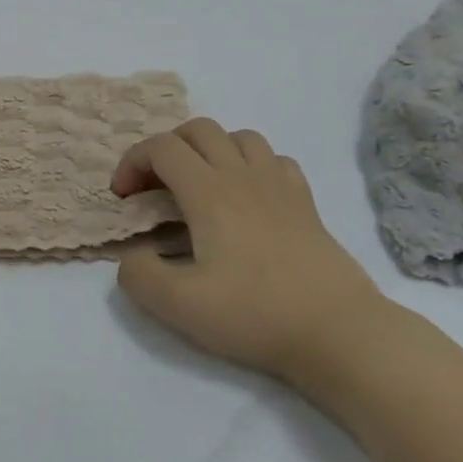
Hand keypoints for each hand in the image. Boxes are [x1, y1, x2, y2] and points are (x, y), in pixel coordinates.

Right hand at [112, 119, 392, 386]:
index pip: (161, 147)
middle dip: (166, 148)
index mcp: (208, 192)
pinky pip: (274, 159)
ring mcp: (280, 185)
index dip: (132, 162)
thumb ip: (138, 274)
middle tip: (155, 187)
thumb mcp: (178, 305)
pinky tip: (247, 197)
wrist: (338, 332)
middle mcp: (243, 176)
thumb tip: (134, 253)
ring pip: (239, 137)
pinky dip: (251, 165)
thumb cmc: (255, 314)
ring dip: (209, 150)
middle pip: (198, 129)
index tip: (124, 198)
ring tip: (200, 186)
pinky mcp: (306, 203)